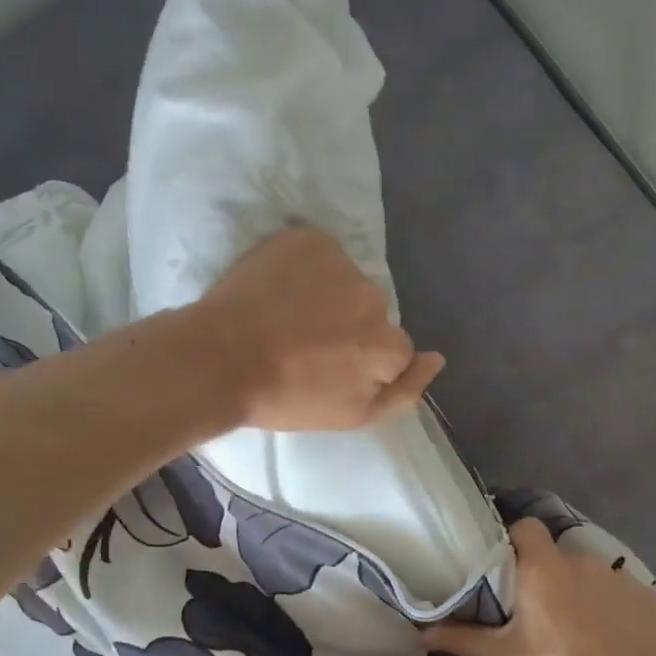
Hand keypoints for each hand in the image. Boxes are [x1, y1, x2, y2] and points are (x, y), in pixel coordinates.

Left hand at [194, 226, 444, 431]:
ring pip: (346, 281)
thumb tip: (437, 357)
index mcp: (388, 343)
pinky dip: (305, 267)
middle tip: (305, 345)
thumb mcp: (353, 416)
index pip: (392, 349)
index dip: (360, 362)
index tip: (327, 370)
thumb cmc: (286, 398)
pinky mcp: (308, 238)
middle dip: (348, 325)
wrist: (218, 360)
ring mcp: (341, 263)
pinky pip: (320, 253)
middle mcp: (375, 297)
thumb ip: (405, 390)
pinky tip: (278, 289)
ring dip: (327, 295)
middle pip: (371, 312)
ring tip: (287, 316)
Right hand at [422, 519, 655, 655]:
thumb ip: (465, 641)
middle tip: (531, 614)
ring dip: (574, 593)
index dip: (511, 541)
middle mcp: (582, 561)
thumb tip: (418, 633)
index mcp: (545, 569)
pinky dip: (607, 608)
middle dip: (541, 576)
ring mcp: (620, 577)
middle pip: (554, 555)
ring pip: (586, 575)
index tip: (501, 571)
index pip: (525, 527)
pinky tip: (610, 644)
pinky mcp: (649, 597)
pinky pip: (616, 592)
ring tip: (572, 635)